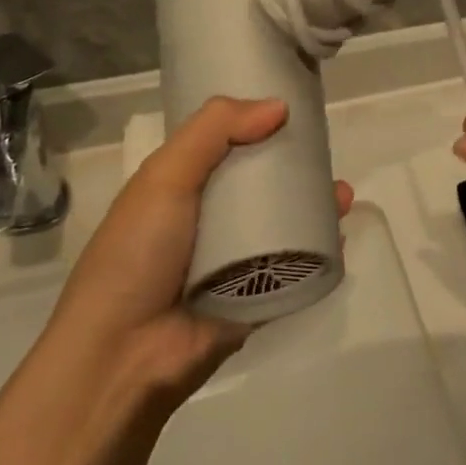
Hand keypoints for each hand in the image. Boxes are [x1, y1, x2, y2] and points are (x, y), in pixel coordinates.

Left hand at [55, 97, 353, 406]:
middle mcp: (208, 219)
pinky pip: (293, 268)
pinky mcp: (255, 298)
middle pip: (260, 182)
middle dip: (296, 166)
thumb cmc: (137, 253)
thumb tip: (279, 106)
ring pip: (282, 223)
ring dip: (314, 206)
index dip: (257, 125)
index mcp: (181, 187)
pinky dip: (318, 251)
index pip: (225, 145)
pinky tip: (340, 236)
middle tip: (326, 154)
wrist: (123, 358)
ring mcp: (233, 261)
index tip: (295, 109)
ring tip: (342, 196)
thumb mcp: (166, 176)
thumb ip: (215, 129)